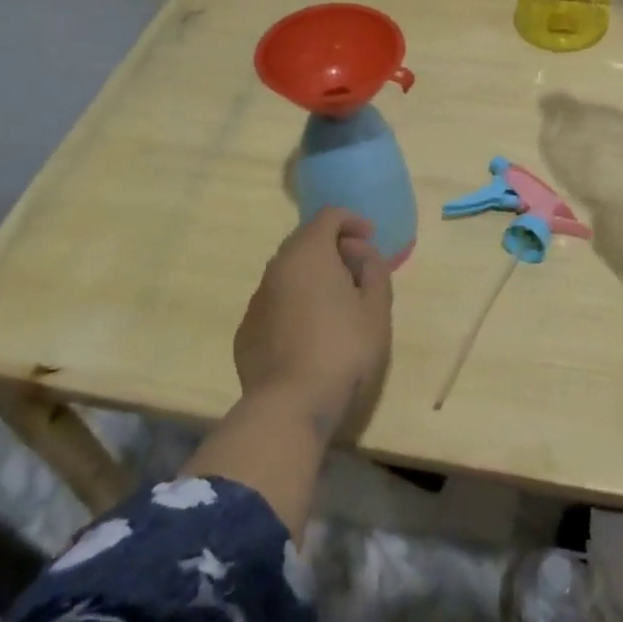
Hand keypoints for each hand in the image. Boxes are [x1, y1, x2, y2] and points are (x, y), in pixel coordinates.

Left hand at [234, 208, 393, 433]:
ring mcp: (257, 300)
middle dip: (332, 248)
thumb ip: (373, 268)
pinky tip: (310, 333)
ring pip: (288, 274)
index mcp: (308, 253)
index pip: (328, 216)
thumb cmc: (343, 349)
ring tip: (336, 305)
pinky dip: (294, 304)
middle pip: (305, 241)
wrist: (290, 406)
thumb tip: (359, 252)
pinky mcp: (246, 331)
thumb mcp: (376, 307)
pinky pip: (275, 303)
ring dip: (312, 277)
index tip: (369, 240)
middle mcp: (276, 267)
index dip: (352, 221)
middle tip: (356, 271)